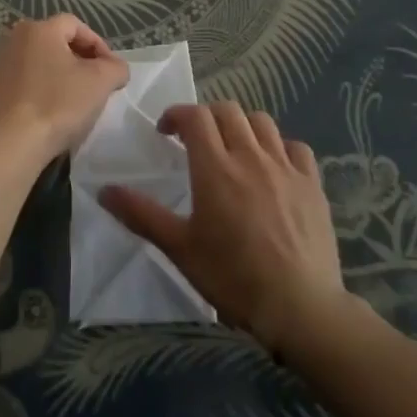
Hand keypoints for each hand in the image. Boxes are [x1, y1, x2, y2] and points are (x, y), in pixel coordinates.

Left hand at [0, 14, 129, 160]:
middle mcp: (14, 40)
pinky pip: (25, 83)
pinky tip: (51, 114)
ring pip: (40, 64)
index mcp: (39, 29)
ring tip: (75, 101)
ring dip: (60, 77)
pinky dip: (41, 92)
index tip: (111, 71)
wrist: (9, 144)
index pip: (76, 25)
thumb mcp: (100, 82)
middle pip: (56, 43)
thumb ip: (116, 67)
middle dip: (80, 61)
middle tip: (96, 85)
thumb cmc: (57, 104)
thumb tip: (115, 68)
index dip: (99, 45)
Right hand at [100, 102, 346, 355]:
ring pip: (262, 122)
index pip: (195, 116)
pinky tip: (274, 167)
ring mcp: (286, 167)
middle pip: (228, 111)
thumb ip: (141, 215)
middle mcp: (251, 156)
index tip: (166, 132)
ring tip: (233, 148)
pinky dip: (280, 147)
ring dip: (242, 126)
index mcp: (215, 167)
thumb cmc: (232, 277)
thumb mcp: (179, 248)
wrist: (299, 305)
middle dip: (207, 116)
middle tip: (196, 140)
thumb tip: (104, 190)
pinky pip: (296, 147)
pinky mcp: (313, 184)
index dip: (177, 115)